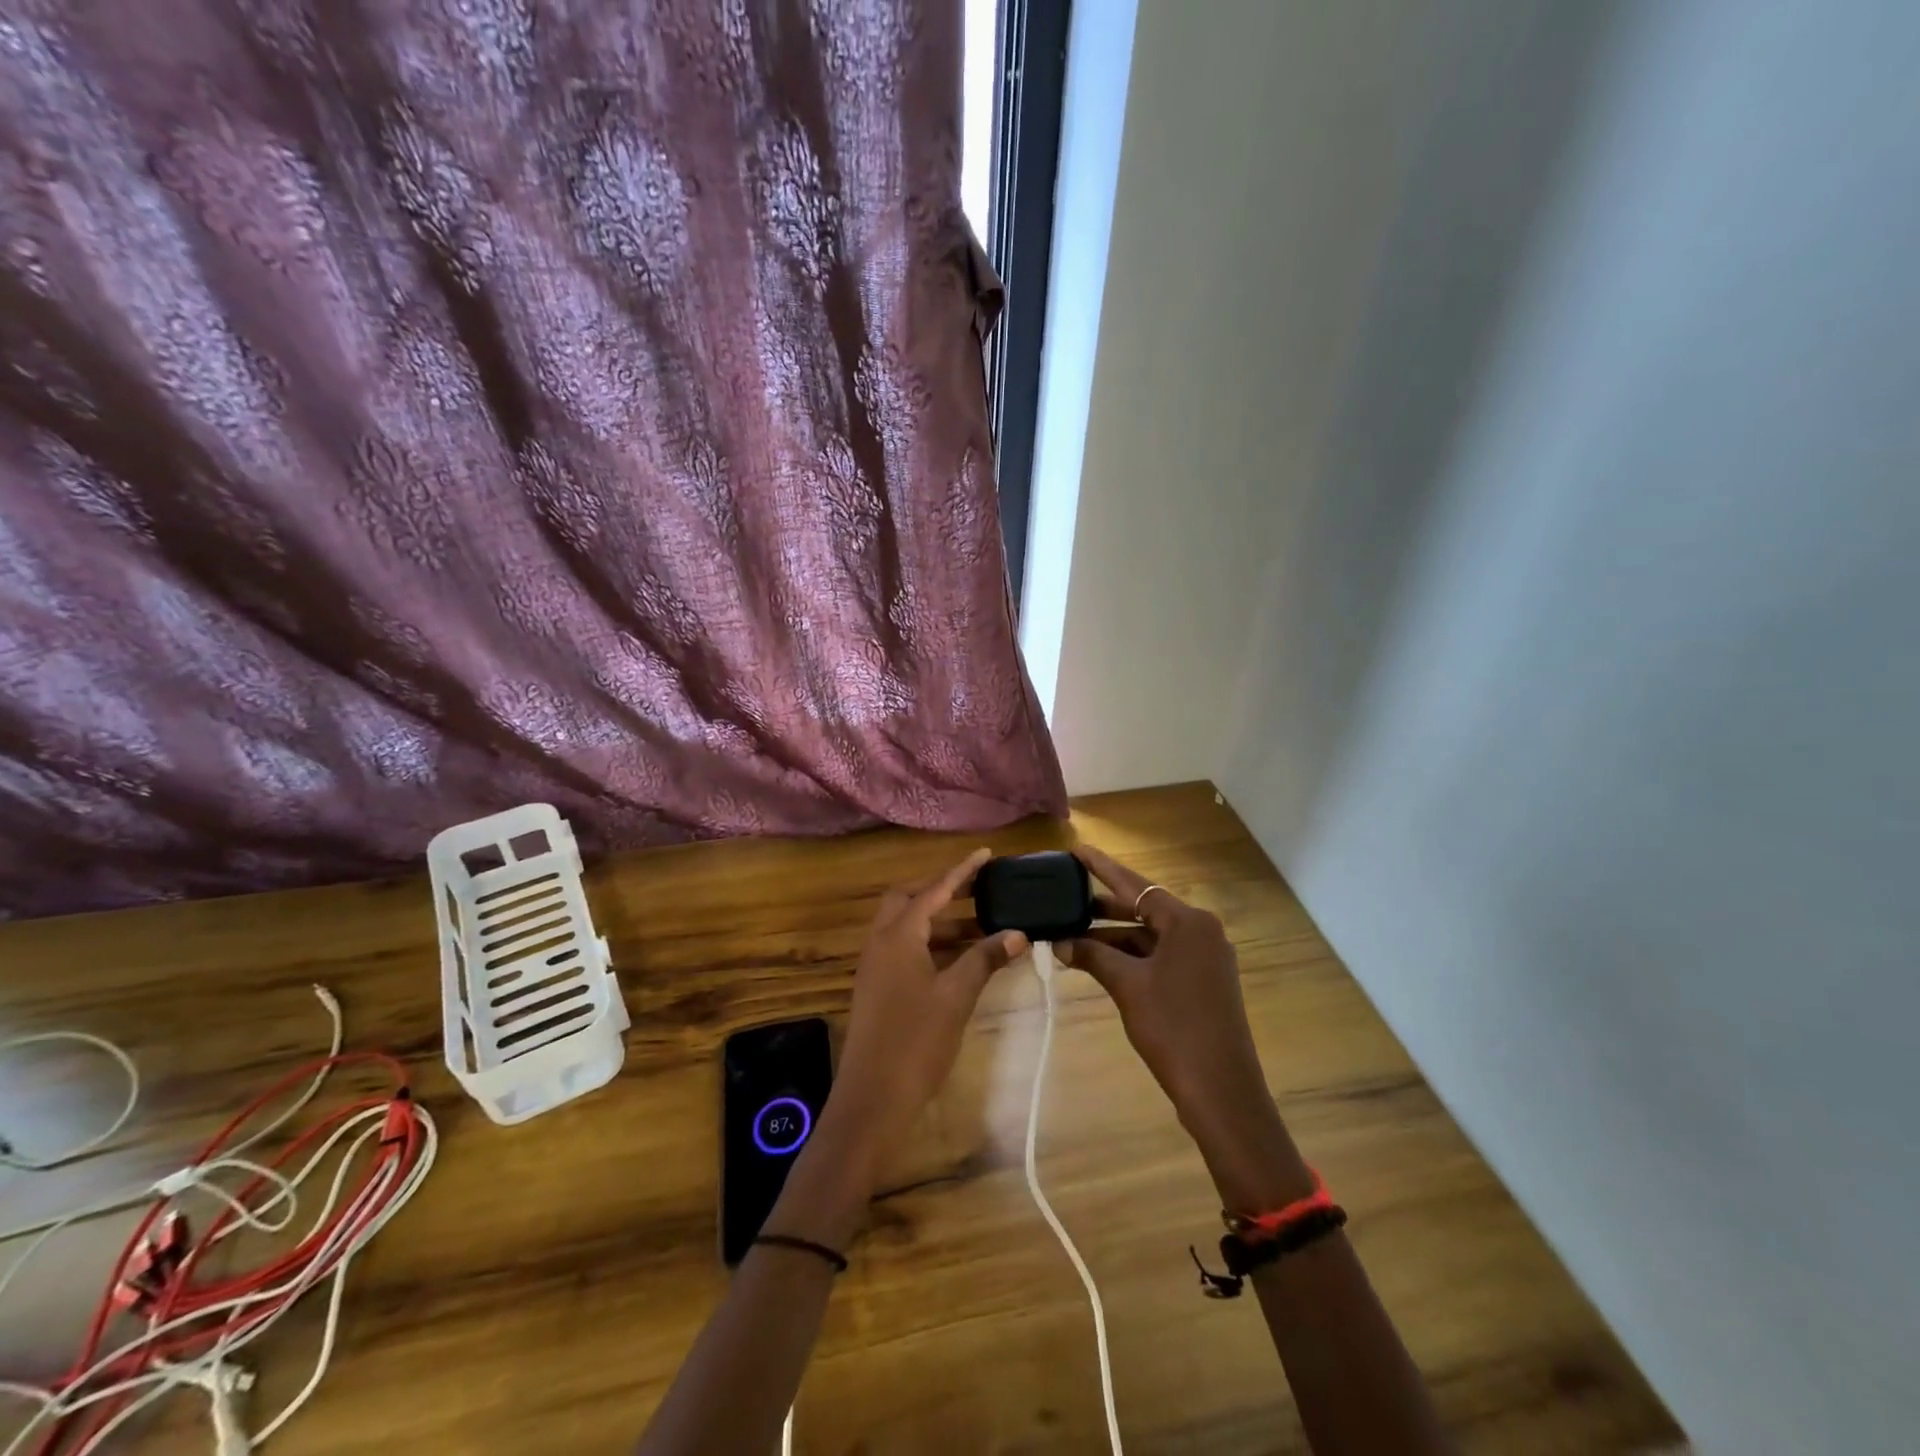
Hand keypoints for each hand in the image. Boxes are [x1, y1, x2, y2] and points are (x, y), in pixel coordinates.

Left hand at [827, 848, 1028, 1172]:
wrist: (872, 1099)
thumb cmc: (916, 1041)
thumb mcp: (957, 996)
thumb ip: (985, 959)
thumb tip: (1018, 932)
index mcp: (898, 935)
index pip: (933, 889)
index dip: (961, 871)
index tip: (986, 854)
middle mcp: (880, 942)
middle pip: (908, 900)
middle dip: (941, 891)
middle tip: (977, 891)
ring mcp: (874, 966)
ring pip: (905, 927)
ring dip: (938, 921)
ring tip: (980, 926)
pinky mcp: (876, 988)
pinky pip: (903, 949)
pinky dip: (930, 944)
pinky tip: (958, 959)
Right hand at [1060, 845, 1312, 1210]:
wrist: (1221, 1089)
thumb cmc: (1173, 1027)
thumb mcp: (1127, 986)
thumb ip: (1093, 955)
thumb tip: (1059, 942)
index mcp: (1188, 922)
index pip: (1136, 885)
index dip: (1103, 868)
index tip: (1077, 850)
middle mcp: (1201, 931)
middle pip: (1144, 909)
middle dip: (1103, 909)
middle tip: (1065, 899)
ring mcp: (1205, 957)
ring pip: (1150, 936)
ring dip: (1114, 938)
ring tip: (1071, 937)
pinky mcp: (1203, 981)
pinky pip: (1161, 956)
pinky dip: (1132, 957)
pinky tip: (1100, 962)